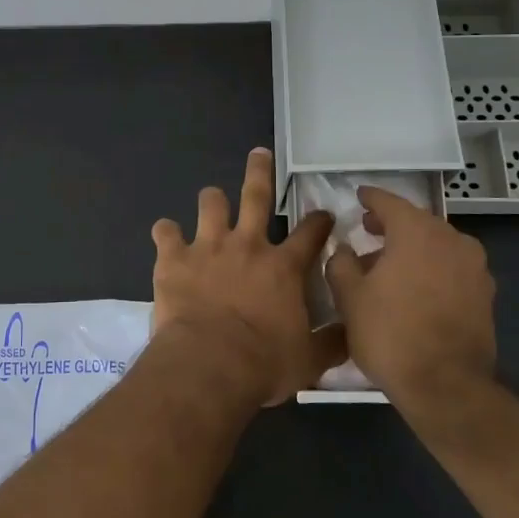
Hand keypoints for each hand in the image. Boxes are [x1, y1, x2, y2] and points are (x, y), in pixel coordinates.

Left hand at [150, 149, 338, 405]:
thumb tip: (353, 334)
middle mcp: (248, 245)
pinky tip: (166, 235)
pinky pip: (165, 231)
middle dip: (260, 171)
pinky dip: (166, 232)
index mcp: (284, 267)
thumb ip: (332, 342)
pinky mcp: (174, 258)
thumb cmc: (264, 363)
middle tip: (259, 153)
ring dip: (212, 200)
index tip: (323, 214)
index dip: (319, 221)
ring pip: (211, 204)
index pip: (310, 234)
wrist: (210, 364)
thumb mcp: (310, 359)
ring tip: (212, 199)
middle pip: (257, 196)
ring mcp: (208, 247)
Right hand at [325, 185, 495, 404]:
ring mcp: (475, 268)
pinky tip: (413, 289)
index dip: (370, 198)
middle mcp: (452, 240)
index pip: (389, 202)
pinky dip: (431, 269)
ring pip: (436, 245)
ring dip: (412, 248)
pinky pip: (451, 268)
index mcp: (417, 231)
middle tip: (367, 230)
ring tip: (387, 265)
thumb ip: (342, 263)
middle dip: (391, 225)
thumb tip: (346, 251)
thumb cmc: (390, 333)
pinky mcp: (485, 295)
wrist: (446, 387)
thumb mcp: (349, 296)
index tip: (358, 196)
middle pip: (416, 222)